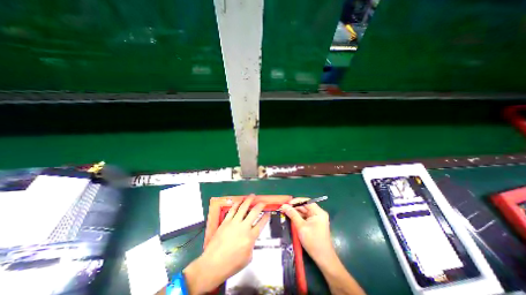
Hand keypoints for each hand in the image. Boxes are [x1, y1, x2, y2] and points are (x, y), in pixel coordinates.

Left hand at [183, 194, 267, 293]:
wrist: (212, 265)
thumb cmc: (231, 265)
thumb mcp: (248, 258)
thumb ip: (252, 245)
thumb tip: (252, 238)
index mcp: (250, 238)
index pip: (261, 223)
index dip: (266, 217)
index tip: (268, 213)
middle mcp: (243, 228)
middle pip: (254, 212)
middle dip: (260, 205)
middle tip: (262, 202)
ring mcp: (234, 223)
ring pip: (243, 207)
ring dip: (249, 200)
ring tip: (252, 196)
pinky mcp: (225, 222)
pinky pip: (232, 210)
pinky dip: (237, 203)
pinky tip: (240, 200)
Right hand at [282, 199, 333, 262]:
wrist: (323, 259)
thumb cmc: (313, 242)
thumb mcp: (301, 227)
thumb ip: (292, 215)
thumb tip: (284, 206)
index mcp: (318, 212)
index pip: (306, 201)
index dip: (296, 201)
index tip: (286, 204)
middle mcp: (318, 213)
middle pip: (305, 206)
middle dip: (294, 207)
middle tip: (284, 209)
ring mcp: (317, 218)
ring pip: (304, 211)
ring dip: (295, 212)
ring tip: (285, 212)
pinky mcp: (314, 223)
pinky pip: (305, 217)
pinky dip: (298, 217)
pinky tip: (291, 218)